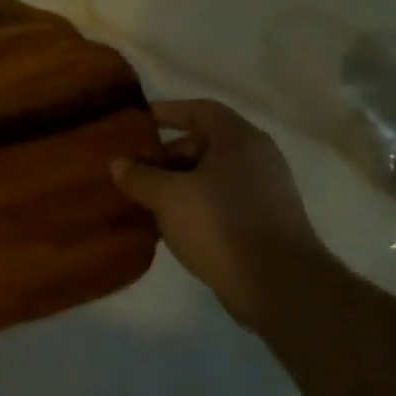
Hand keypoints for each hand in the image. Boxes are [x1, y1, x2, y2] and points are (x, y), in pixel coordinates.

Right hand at [111, 99, 330, 330]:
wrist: (278, 285)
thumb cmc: (221, 225)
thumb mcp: (168, 197)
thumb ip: (139, 176)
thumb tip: (117, 164)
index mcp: (239, 140)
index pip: (201, 110)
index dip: (168, 111)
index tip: (138, 120)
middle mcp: (257, 159)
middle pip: (205, 143)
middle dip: (167, 154)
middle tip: (134, 169)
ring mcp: (264, 191)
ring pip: (211, 175)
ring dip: (178, 183)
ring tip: (145, 198)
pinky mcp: (264, 222)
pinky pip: (221, 201)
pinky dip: (194, 204)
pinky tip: (170, 224)